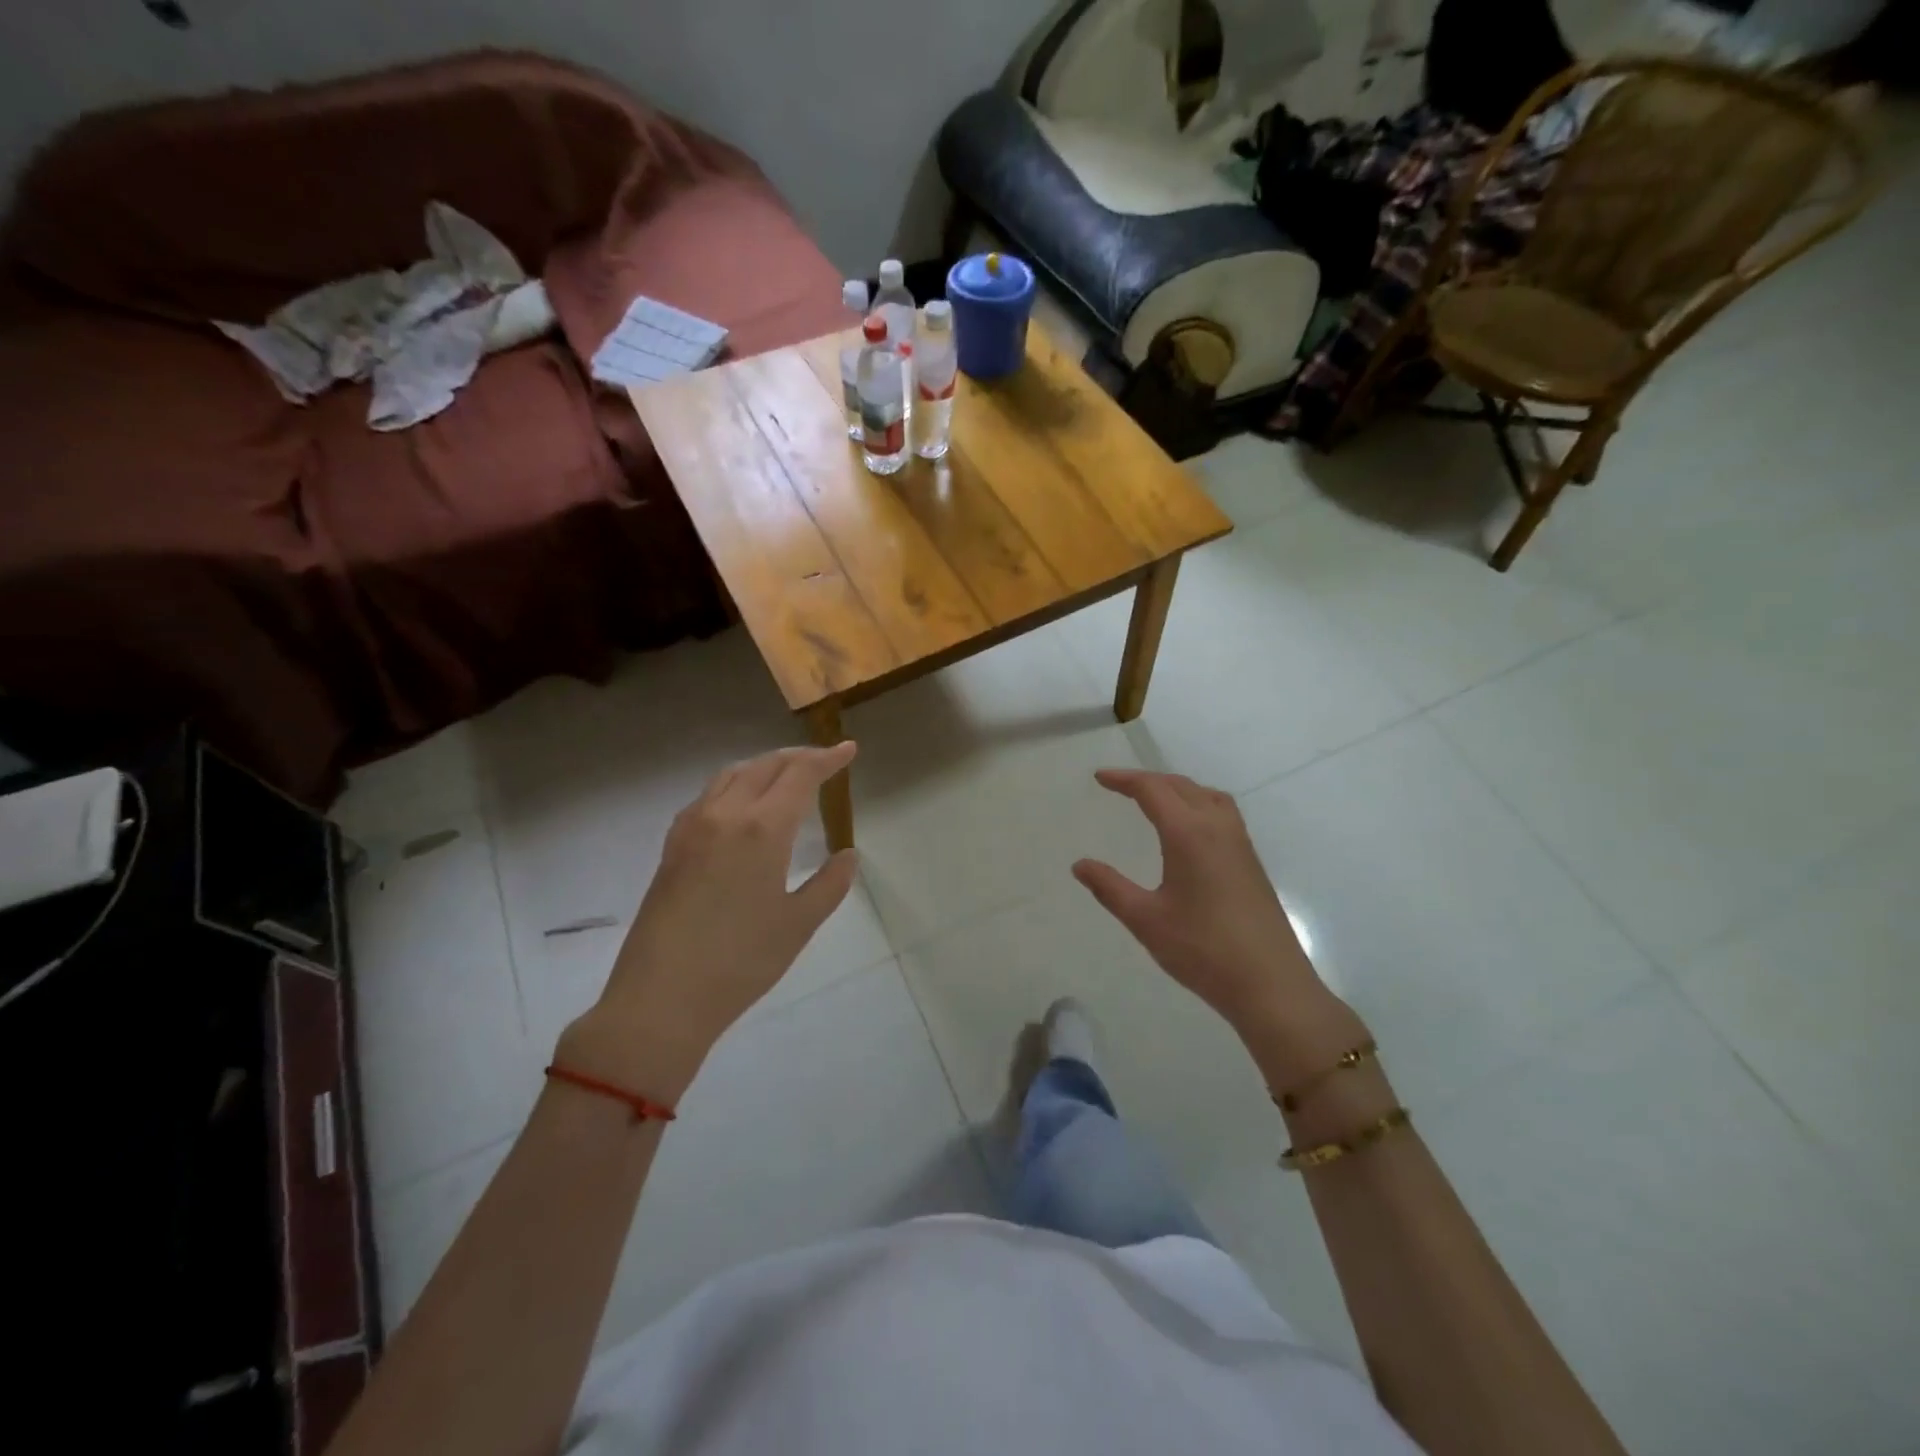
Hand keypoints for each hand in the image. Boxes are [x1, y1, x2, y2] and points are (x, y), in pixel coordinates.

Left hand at [558, 744, 858, 1099]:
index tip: (849, 749)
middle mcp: (725, 814)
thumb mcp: (799, 925)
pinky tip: (743, 805)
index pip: (800, 774)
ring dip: (765, 765)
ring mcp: (692, 827)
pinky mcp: (672, 845)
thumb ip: (830, 884)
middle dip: (798, 757)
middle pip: (765, 765)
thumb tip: (848, 855)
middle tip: (824, 761)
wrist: (661, 997)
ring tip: (786, 775)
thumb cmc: (740, 962)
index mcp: (762, 829)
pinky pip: (709, 794)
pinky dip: (736, 783)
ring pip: (732, 774)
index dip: (827, 758)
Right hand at [1073, 768, 1360, 1077]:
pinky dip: (1198, 803)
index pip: (1153, 790)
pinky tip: (1189, 830)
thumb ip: (1110, 888)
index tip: (1099, 778)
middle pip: (1181, 786)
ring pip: (1207, 796)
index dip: (1124, 780)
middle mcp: (1217, 828)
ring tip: (1154, 799)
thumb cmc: (1202, 950)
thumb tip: (1080, 865)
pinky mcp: (1251, 862)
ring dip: (1178, 788)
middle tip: (1119, 786)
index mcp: (1189, 834)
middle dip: (1148, 780)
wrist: (1270, 984)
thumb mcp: (1146, 919)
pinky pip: (1222, 812)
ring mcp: (1240, 844)